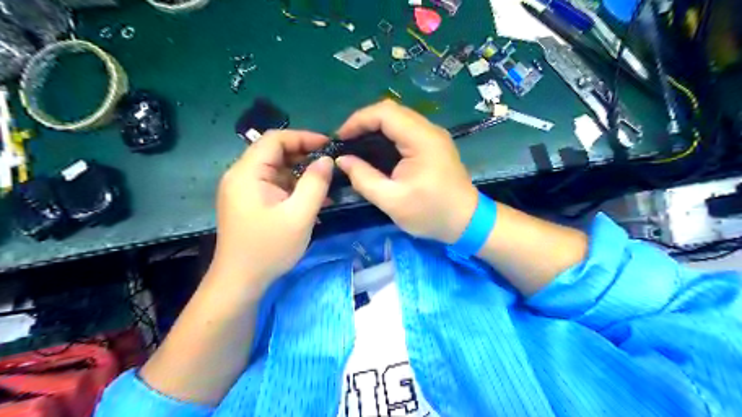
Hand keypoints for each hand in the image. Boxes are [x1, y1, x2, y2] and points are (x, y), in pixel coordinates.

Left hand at [210, 131, 333, 292]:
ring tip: (327, 183)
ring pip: (276, 170)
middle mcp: (241, 175)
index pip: (275, 139)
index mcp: (247, 173)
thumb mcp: (299, 215)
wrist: (240, 281)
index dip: (303, 137)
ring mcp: (244, 189)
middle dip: (304, 155)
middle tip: (330, 165)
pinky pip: (274, 185)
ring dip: (301, 173)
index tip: (329, 145)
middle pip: (275, 153)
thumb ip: (315, 184)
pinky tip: (313, 199)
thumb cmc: (269, 248)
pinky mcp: (249, 202)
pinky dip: (293, 188)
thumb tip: (326, 160)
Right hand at [336, 101, 475, 244]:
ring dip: (375, 127)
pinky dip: (387, 134)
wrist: (466, 221)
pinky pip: (406, 129)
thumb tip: (343, 160)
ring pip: (398, 118)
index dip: (358, 120)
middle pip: (391, 111)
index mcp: (422, 140)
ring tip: (356, 144)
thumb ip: (364, 179)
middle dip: (364, 122)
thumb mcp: (392, 201)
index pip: (385, 113)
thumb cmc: (431, 213)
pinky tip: (376, 149)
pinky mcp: (433, 144)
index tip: (340, 138)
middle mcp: (429, 130)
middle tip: (346, 142)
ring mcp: (433, 136)